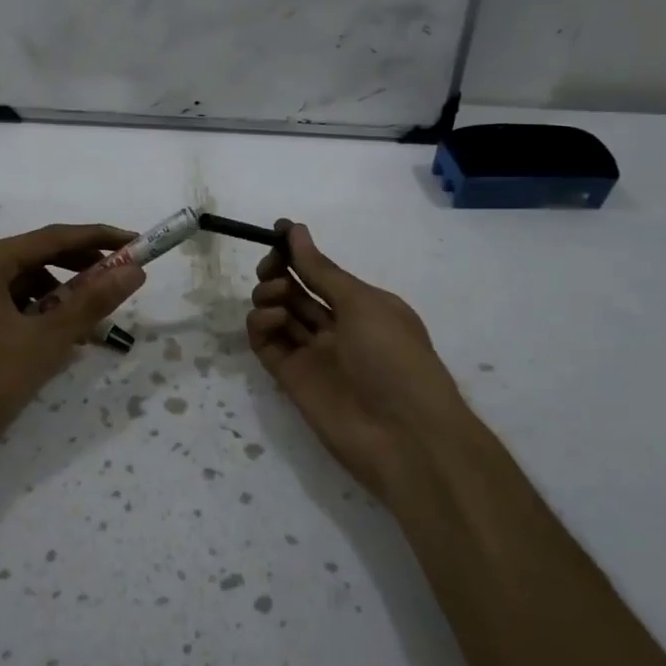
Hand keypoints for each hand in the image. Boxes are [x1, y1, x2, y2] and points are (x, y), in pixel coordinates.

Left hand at [0, 223, 146, 485]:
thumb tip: (134, 270)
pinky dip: (44, 318)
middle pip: (41, 257)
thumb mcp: (45, 342)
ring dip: (65, 298)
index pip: (54, 237)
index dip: (100, 239)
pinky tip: (64, 342)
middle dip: (83, 269)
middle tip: (123, 281)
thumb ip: (91, 303)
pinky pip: (17, 309)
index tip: (138, 244)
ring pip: (30, 286)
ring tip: (95, 323)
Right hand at [246, 220, 472, 501]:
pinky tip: (271, 319)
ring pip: (278, 313)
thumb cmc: (394, 357)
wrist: (403, 435)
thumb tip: (296, 231)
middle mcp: (336, 326)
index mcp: (362, 305)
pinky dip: (262, 325)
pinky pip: (267, 343)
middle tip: (272, 265)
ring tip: (276, 296)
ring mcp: (312, 353)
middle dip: (279, 270)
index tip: (276, 230)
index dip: (298, 250)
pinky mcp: (290, 377)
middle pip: (296, 290)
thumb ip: (321, 270)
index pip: (321, 271)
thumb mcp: (363, 303)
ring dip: (270, 294)